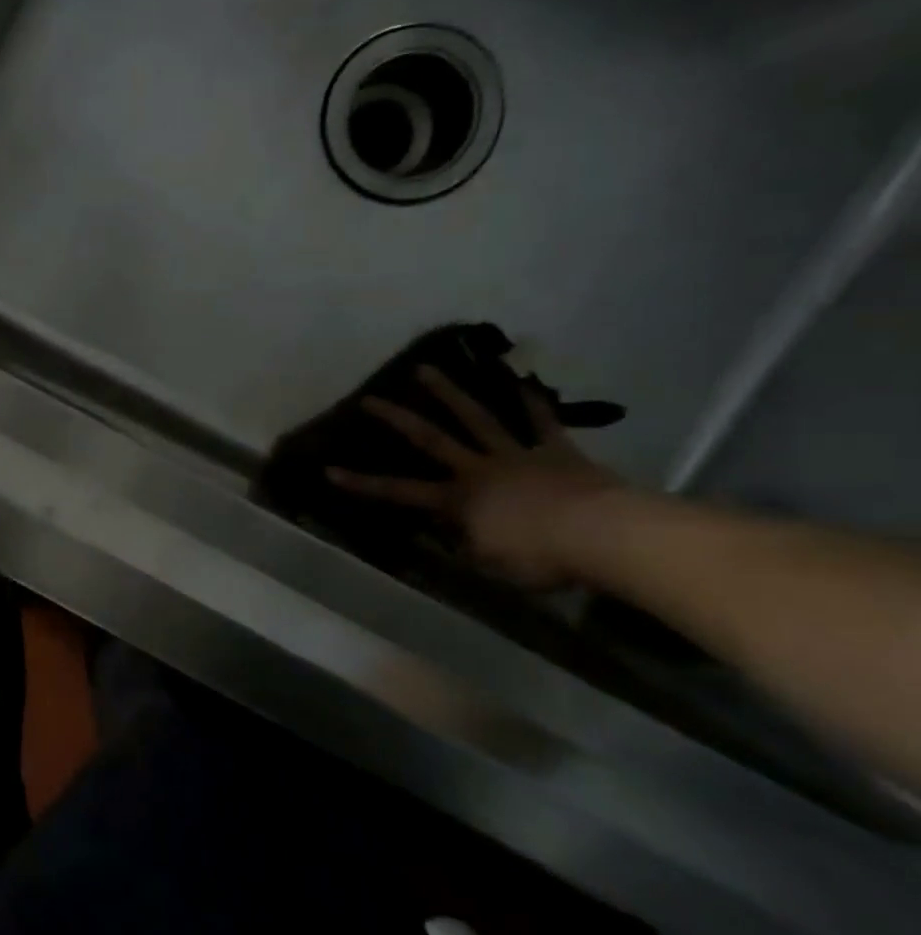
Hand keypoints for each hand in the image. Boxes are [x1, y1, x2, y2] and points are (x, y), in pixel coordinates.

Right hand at [327, 365, 626, 588]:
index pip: (399, 491)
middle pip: (431, 439)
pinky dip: (532, 402)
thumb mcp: (491, 564)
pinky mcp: (556, 452)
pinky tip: (522, 381)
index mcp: (458, 501)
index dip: (363, 483)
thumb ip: (466, 545)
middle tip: (371, 398)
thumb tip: (449, 534)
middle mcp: (477, 470)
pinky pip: (541, 423)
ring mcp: (516, 456)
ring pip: (477, 418)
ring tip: (427, 369)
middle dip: (397, 419)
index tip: (329, 470)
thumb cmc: (541, 557)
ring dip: (450, 393)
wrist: (604, 535)